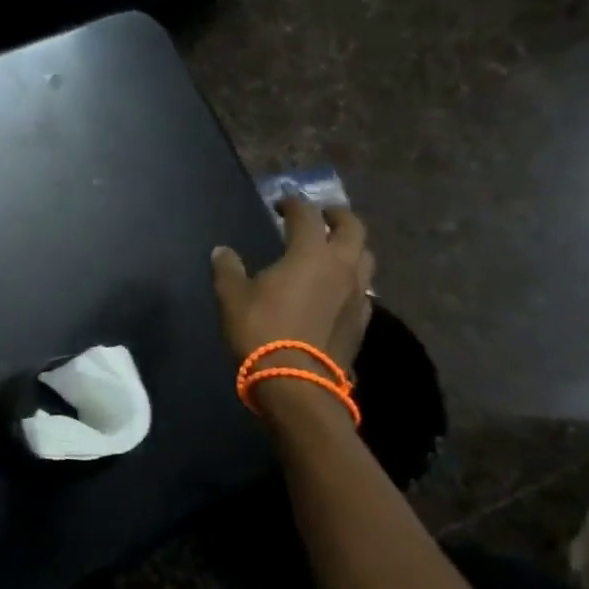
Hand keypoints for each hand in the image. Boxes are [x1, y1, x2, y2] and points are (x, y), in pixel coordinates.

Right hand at [211, 200, 374, 372]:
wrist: (297, 384)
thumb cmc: (261, 331)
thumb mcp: (232, 297)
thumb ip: (228, 269)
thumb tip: (223, 251)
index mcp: (310, 254)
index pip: (307, 215)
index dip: (293, 204)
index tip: (280, 203)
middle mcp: (342, 267)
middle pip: (353, 228)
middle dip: (337, 216)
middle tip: (322, 216)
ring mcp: (358, 295)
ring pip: (365, 257)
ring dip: (351, 246)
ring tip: (334, 250)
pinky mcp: (362, 321)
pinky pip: (364, 289)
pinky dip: (352, 279)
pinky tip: (337, 288)